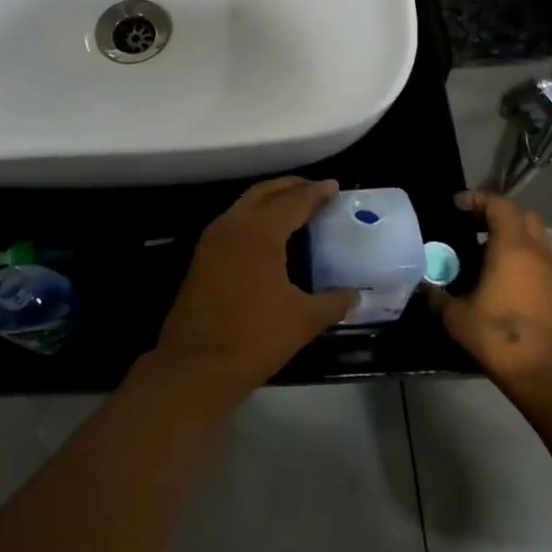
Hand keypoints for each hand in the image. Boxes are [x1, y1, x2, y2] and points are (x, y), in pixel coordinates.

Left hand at [152, 177, 355, 405]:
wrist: (196, 365)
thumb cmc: (254, 338)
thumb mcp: (303, 320)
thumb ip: (333, 302)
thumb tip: (355, 295)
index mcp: (259, 232)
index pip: (293, 201)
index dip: (316, 193)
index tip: (334, 186)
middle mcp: (232, 225)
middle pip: (264, 193)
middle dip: (290, 187)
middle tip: (315, 189)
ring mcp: (212, 240)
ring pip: (245, 206)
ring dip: (269, 201)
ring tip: (295, 208)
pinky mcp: (202, 257)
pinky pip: (233, 223)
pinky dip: (254, 218)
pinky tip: (269, 236)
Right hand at [432, 190, 551, 388]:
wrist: (548, 374)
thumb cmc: (499, 337)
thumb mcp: (456, 316)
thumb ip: (436, 296)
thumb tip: (422, 287)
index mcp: (512, 247)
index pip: (498, 205)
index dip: (476, 199)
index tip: (455, 206)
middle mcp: (536, 252)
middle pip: (521, 215)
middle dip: (496, 214)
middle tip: (470, 225)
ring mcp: (551, 272)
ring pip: (533, 237)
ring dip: (509, 236)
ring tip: (480, 252)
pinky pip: (537, 259)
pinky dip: (519, 256)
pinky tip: (497, 277)